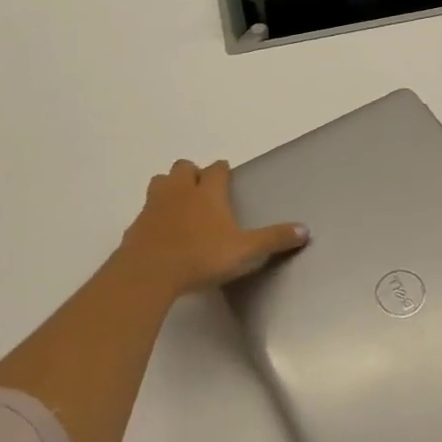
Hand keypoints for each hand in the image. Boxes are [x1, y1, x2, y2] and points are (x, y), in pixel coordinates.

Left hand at [116, 160, 306, 297]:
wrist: (149, 273)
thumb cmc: (201, 256)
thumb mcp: (245, 251)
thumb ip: (274, 239)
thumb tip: (305, 230)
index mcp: (208, 192)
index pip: (216, 169)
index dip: (222, 170)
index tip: (226, 175)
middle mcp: (180, 191)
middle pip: (183, 167)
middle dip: (192, 173)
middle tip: (202, 190)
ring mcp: (154, 206)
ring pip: (160, 182)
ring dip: (170, 187)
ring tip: (180, 204)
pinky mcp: (136, 225)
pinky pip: (145, 211)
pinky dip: (154, 215)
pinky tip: (162, 231)